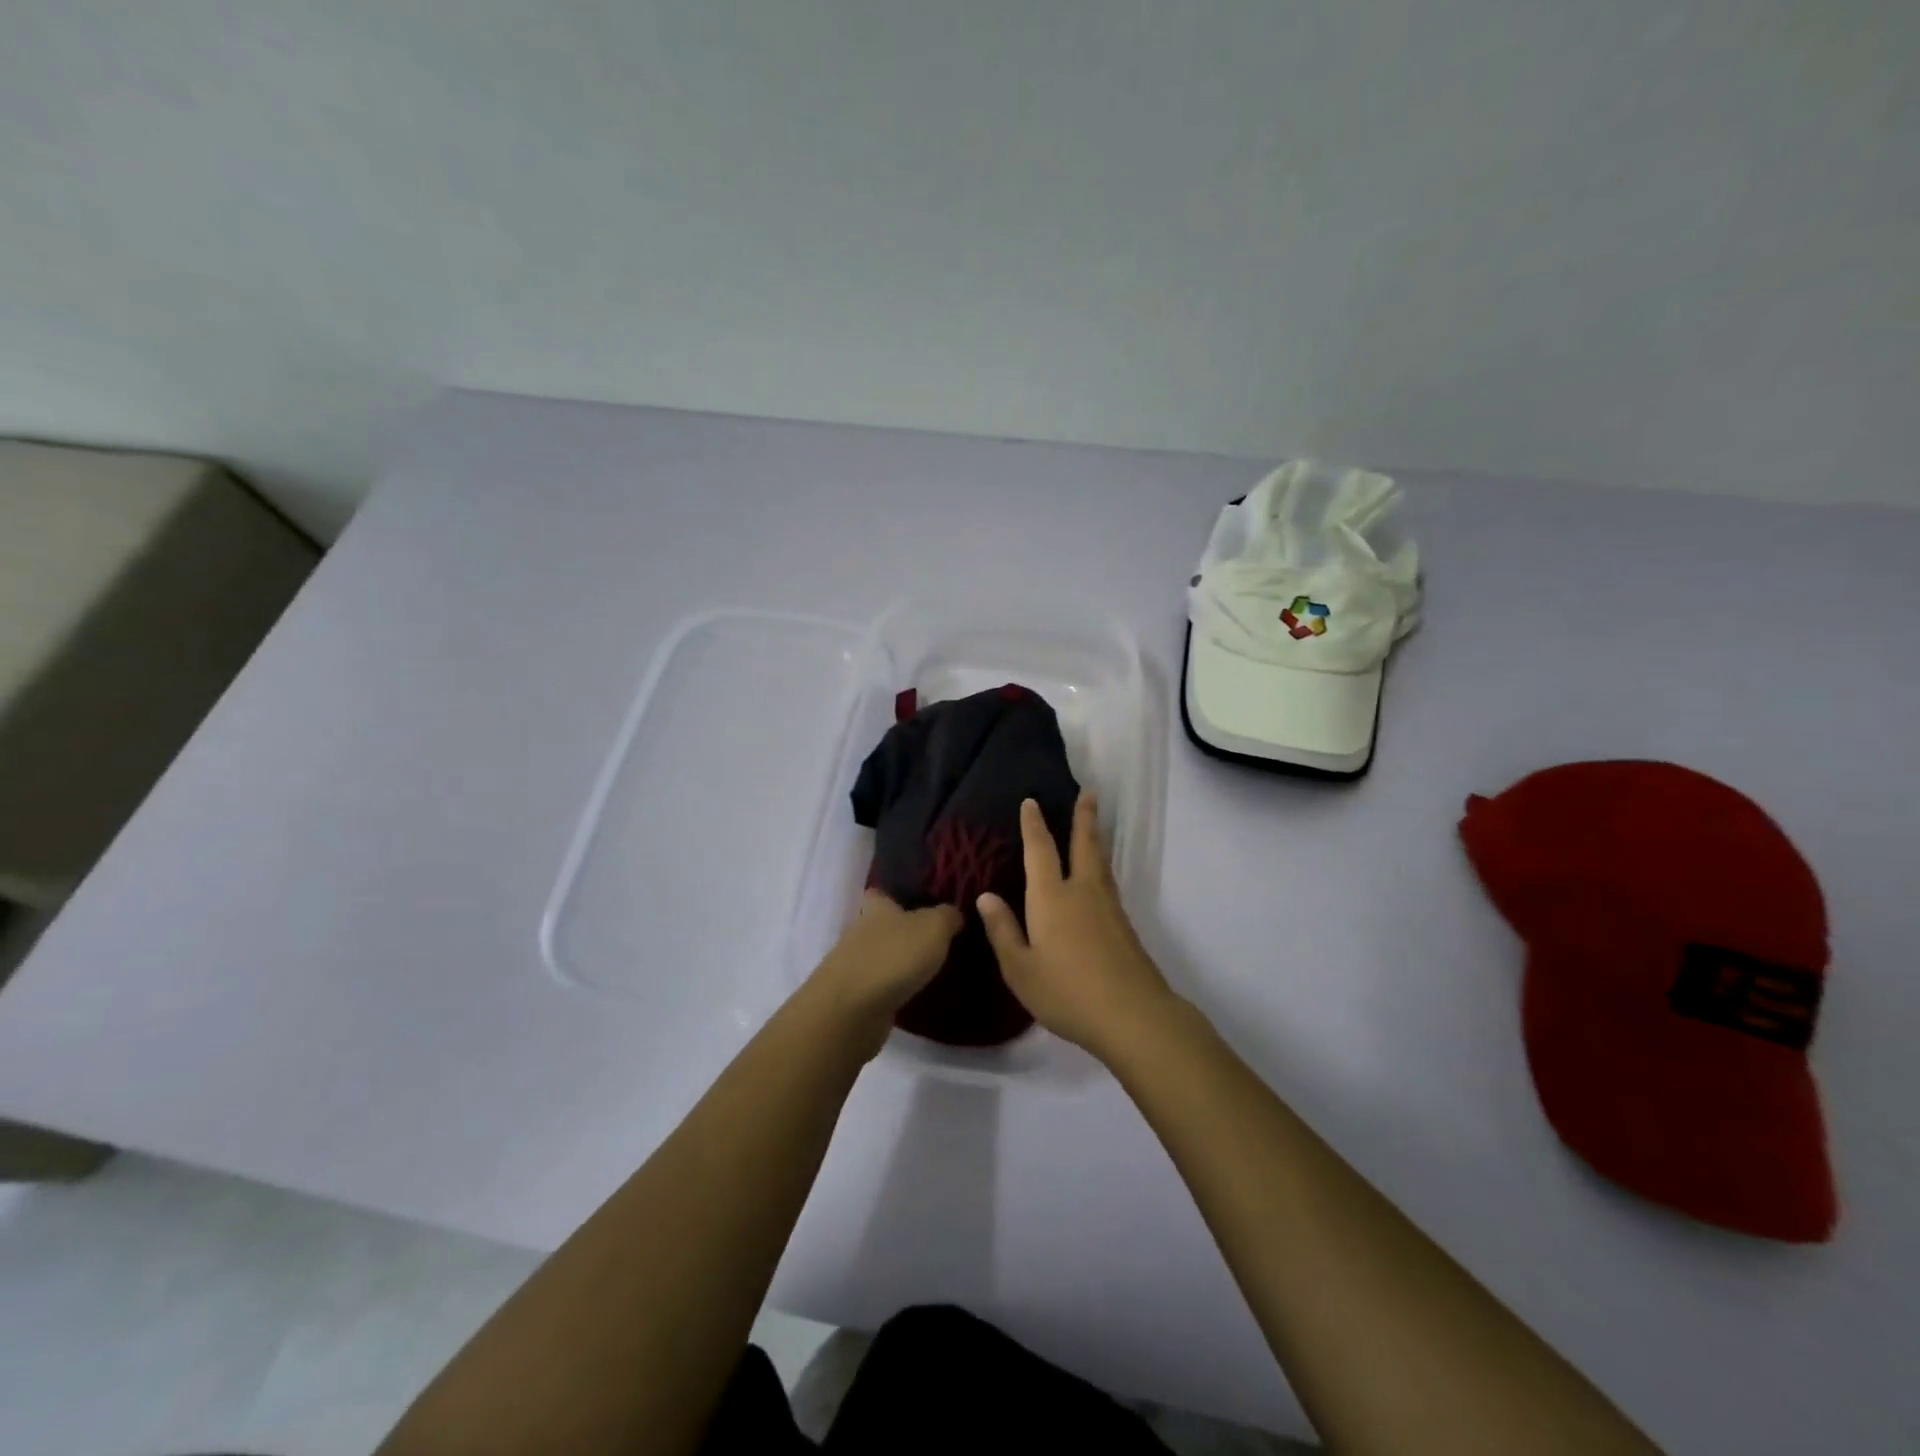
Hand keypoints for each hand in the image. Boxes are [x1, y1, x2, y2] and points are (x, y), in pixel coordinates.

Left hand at [806, 892, 962, 1056]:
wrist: (852, 1010)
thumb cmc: (894, 956)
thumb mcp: (933, 928)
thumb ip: (947, 916)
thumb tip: (953, 914)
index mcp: (876, 908)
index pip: (879, 893)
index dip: (895, 896)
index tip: (917, 903)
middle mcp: (859, 932)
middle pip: (879, 926)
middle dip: (900, 932)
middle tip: (933, 941)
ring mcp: (852, 966)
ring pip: (878, 957)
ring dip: (896, 963)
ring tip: (928, 970)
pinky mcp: (853, 997)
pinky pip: (877, 986)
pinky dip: (892, 989)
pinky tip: (913, 995)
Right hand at [978, 792, 1175, 1060]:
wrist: (1133, 1015)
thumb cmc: (1067, 992)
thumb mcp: (1021, 969)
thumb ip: (1003, 931)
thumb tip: (985, 896)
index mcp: (1051, 898)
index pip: (1040, 851)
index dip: (1034, 825)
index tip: (1032, 801)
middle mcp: (1082, 892)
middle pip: (1083, 845)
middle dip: (1083, 817)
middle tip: (1088, 792)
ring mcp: (1108, 907)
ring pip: (1100, 861)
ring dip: (1095, 838)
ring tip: (1093, 824)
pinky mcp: (1124, 926)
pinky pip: (1108, 881)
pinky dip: (1101, 865)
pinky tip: (1098, 877)